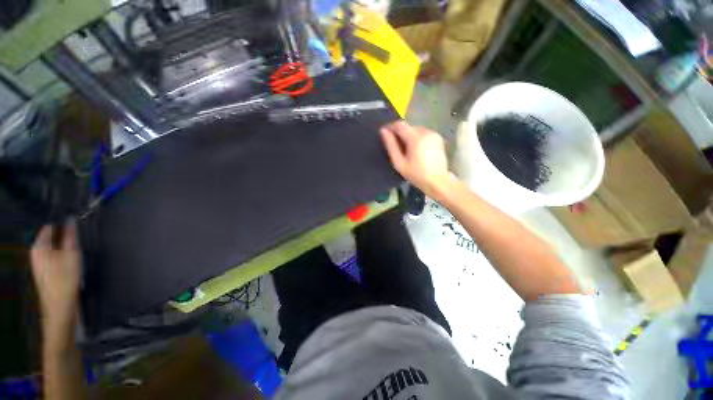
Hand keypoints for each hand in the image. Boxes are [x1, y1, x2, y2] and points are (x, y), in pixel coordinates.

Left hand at [30, 222, 81, 327]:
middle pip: (51, 238)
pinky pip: (55, 257)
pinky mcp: (46, 272)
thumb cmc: (65, 279)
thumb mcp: (71, 255)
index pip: (50, 226)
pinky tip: (72, 262)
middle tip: (80, 238)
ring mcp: (40, 263)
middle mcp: (36, 252)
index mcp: (39, 246)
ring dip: (65, 247)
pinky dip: (63, 256)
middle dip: (65, 237)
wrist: (60, 307)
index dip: (63, 223)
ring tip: (78, 251)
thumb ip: (70, 236)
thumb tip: (71, 219)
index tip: (77, 223)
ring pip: (54, 248)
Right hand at [380, 121, 453, 198]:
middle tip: (396, 147)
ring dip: (408, 136)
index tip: (385, 134)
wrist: (438, 181)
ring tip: (406, 150)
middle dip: (400, 134)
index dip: (390, 127)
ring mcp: (433, 134)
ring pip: (415, 130)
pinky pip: (423, 133)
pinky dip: (417, 138)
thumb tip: (383, 131)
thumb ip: (391, 146)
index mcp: (416, 138)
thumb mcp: (399, 163)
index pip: (400, 125)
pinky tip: (416, 150)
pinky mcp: (438, 137)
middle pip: (408, 127)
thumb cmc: (416, 174)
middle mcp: (426, 132)